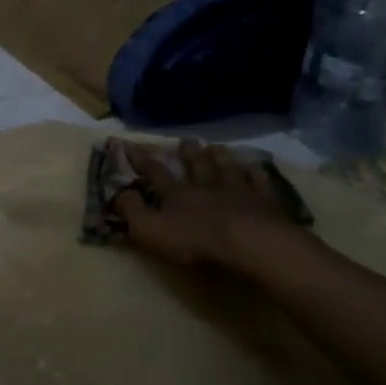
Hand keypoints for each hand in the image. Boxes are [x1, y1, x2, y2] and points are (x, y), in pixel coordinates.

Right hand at [114, 138, 303, 271]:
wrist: (249, 244)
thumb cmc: (194, 240)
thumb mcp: (149, 230)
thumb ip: (131, 211)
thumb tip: (119, 193)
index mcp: (177, 194)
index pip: (156, 173)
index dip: (142, 160)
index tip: (130, 144)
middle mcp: (207, 186)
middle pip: (197, 165)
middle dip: (189, 153)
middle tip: (186, 140)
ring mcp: (239, 191)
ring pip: (228, 169)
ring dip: (221, 157)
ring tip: (217, 147)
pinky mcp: (266, 202)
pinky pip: (260, 183)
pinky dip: (257, 173)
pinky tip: (256, 167)